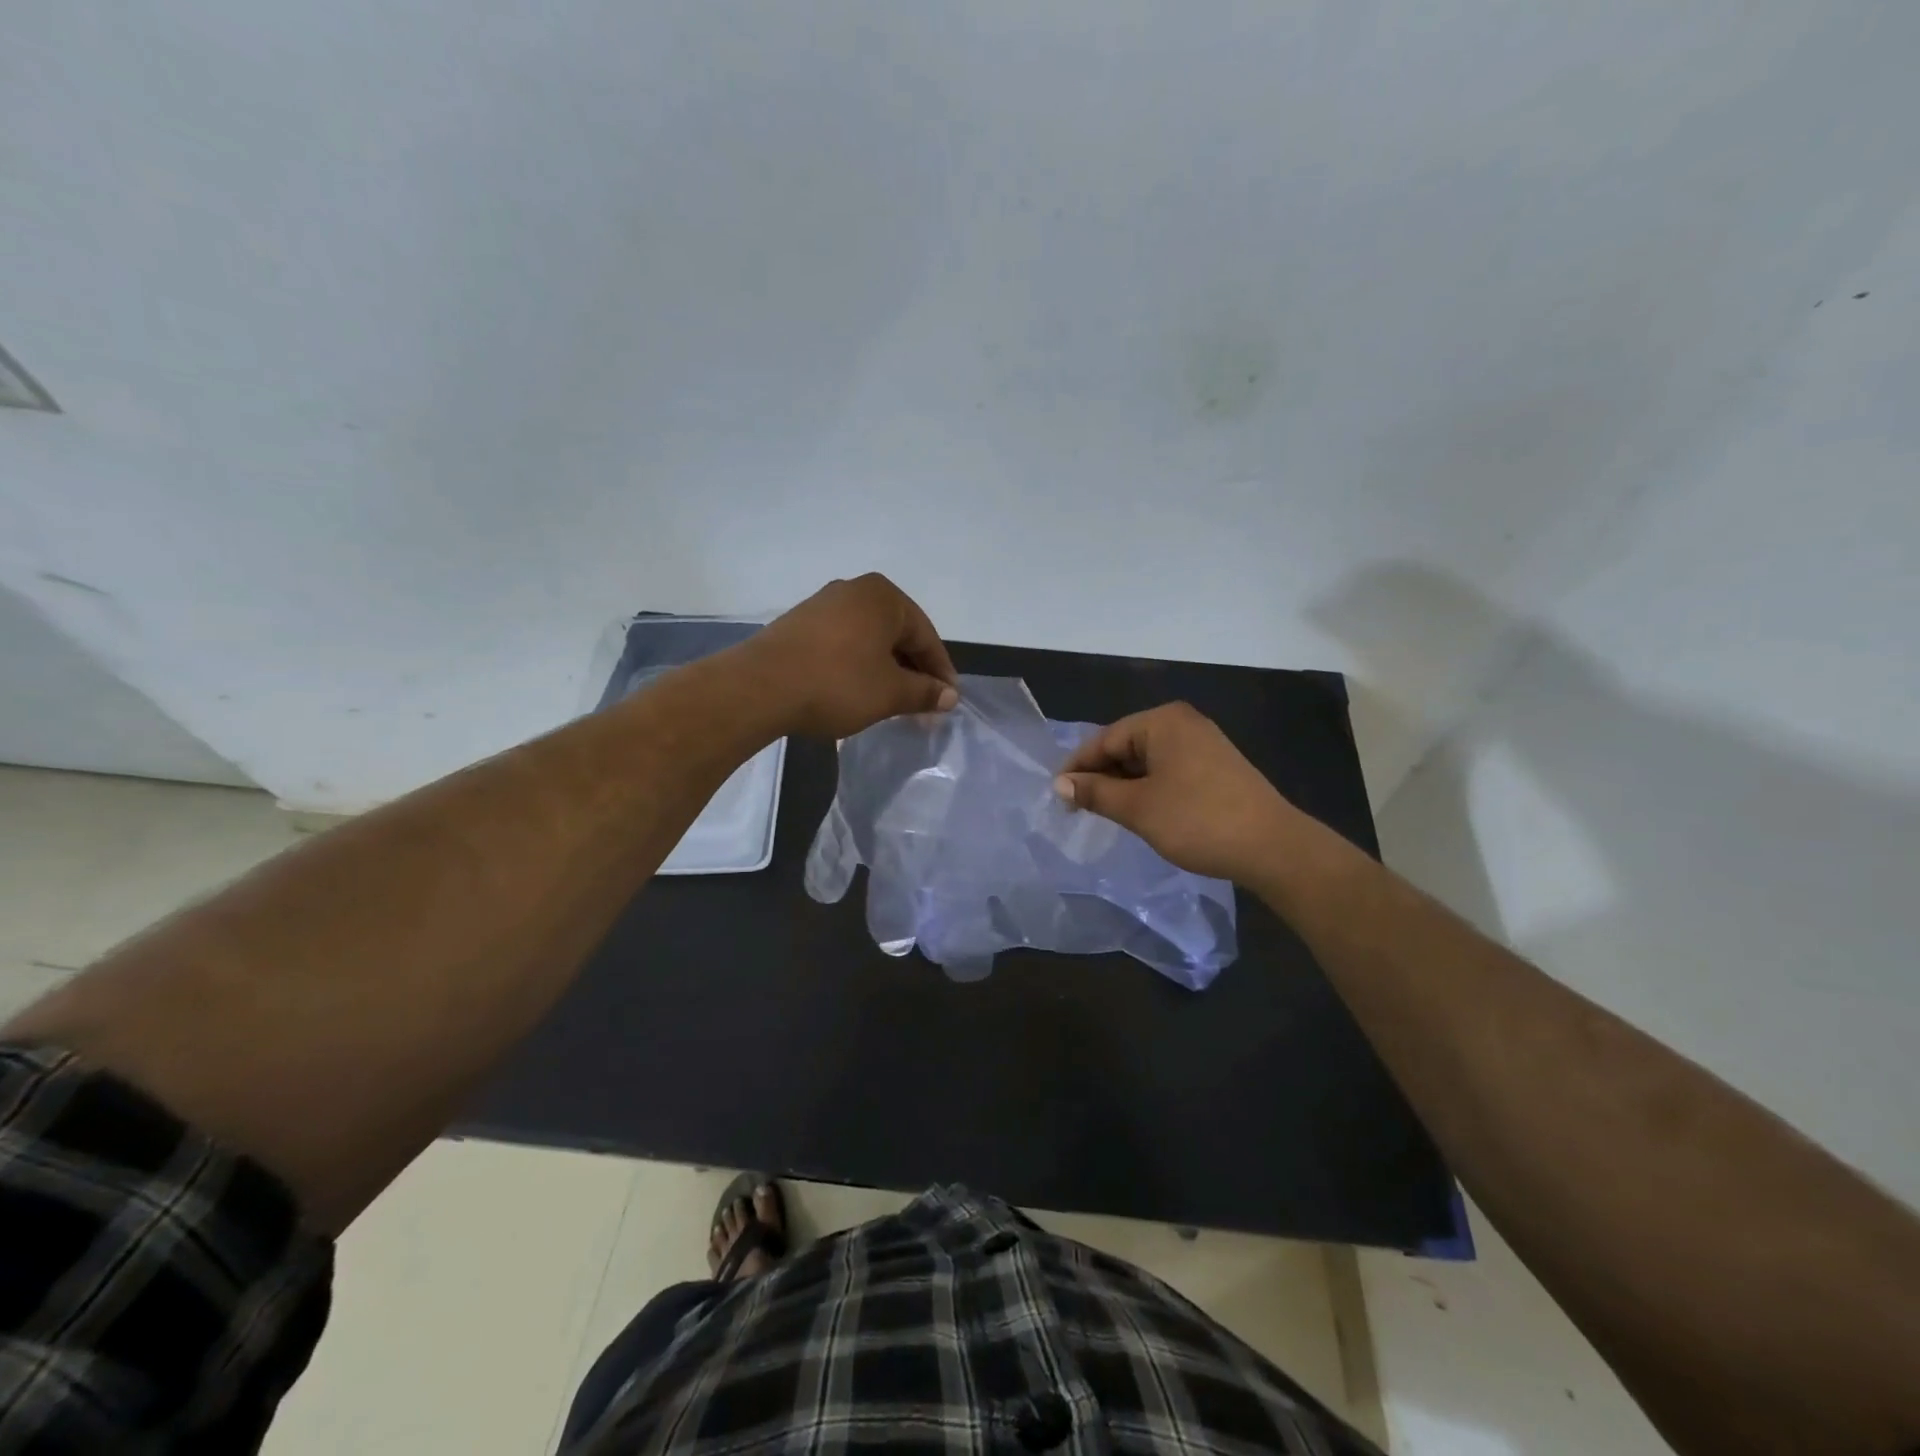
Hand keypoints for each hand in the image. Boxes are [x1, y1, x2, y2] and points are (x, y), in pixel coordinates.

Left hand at [745, 573, 958, 738]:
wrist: (760, 688)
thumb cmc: (837, 683)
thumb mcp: (890, 693)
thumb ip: (924, 692)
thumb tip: (949, 696)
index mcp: (883, 597)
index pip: (926, 636)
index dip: (940, 672)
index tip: (948, 701)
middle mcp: (854, 590)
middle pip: (897, 635)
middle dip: (913, 671)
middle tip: (923, 705)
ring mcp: (823, 604)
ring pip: (869, 640)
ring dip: (885, 670)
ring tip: (892, 702)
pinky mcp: (799, 624)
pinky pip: (843, 643)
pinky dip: (858, 666)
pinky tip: (857, 691)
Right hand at [1054, 702, 1299, 881]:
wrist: (1273, 847)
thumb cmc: (1197, 820)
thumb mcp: (1137, 807)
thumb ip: (1095, 792)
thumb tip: (1059, 783)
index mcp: (1162, 722)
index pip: (1105, 739)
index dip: (1078, 767)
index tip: (1057, 795)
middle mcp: (1183, 724)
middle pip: (1126, 746)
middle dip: (1101, 776)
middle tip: (1077, 808)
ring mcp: (1203, 744)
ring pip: (1147, 761)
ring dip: (1123, 785)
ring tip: (1104, 813)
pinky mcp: (1216, 768)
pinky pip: (1168, 771)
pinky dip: (1148, 789)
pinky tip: (1139, 812)